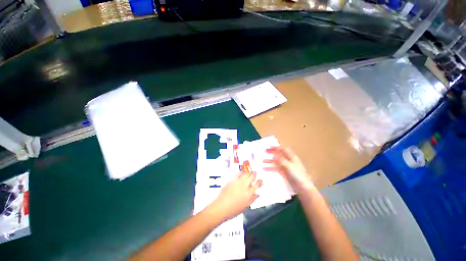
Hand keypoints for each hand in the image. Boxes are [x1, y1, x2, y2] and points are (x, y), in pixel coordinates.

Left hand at [207, 172, 262, 220]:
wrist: (221, 207)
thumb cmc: (234, 210)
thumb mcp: (245, 207)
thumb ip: (252, 199)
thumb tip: (257, 194)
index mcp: (249, 193)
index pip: (257, 184)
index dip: (260, 181)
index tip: (261, 180)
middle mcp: (244, 186)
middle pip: (252, 176)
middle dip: (254, 174)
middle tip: (255, 173)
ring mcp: (237, 182)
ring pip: (245, 173)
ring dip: (248, 172)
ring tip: (249, 173)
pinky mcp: (232, 180)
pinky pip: (238, 173)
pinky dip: (241, 172)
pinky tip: (241, 173)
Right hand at [264, 147, 313, 193]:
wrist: (303, 188)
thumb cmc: (298, 176)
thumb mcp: (290, 166)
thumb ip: (281, 160)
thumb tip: (273, 154)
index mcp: (292, 157)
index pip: (283, 149)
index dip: (276, 147)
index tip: (268, 147)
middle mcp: (288, 161)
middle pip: (279, 155)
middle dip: (272, 153)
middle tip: (264, 152)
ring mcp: (286, 167)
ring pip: (276, 162)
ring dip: (270, 160)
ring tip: (262, 161)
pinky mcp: (284, 173)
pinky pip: (276, 168)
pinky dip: (270, 168)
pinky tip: (264, 169)